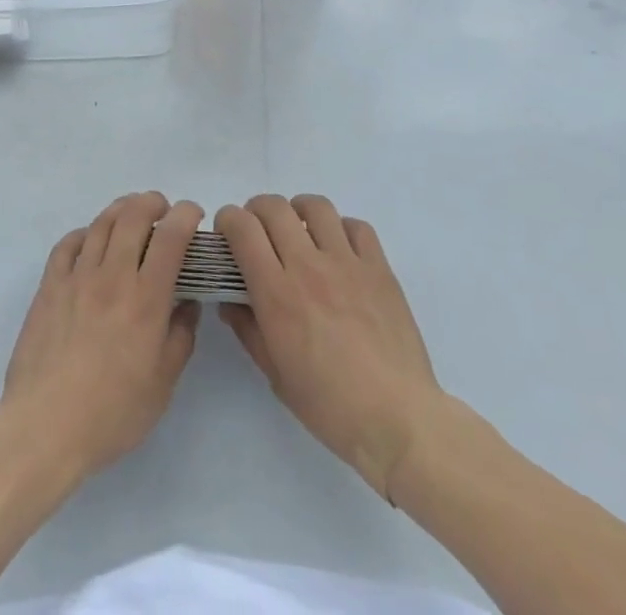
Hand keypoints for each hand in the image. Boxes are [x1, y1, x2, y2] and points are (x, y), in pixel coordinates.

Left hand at [0, 192, 202, 483]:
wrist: (44, 427)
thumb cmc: (111, 413)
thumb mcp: (162, 384)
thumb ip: (180, 337)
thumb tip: (188, 304)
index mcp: (146, 299)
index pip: (171, 237)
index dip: (185, 215)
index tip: (193, 215)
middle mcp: (112, 276)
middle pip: (133, 215)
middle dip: (152, 202)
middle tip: (162, 210)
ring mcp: (77, 277)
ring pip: (101, 223)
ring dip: (121, 209)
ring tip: (131, 215)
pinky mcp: (49, 286)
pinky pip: (67, 244)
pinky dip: (84, 233)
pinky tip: (90, 240)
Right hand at [217, 194, 451, 500]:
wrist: (398, 419)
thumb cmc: (329, 405)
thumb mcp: (275, 374)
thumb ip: (247, 329)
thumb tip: (230, 301)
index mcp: (277, 293)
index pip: (243, 229)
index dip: (228, 220)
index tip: (227, 233)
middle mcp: (308, 266)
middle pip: (274, 207)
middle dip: (256, 210)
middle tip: (257, 231)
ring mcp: (347, 263)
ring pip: (316, 206)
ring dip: (298, 210)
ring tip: (298, 230)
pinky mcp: (379, 268)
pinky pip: (356, 226)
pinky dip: (340, 228)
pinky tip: (338, 249)